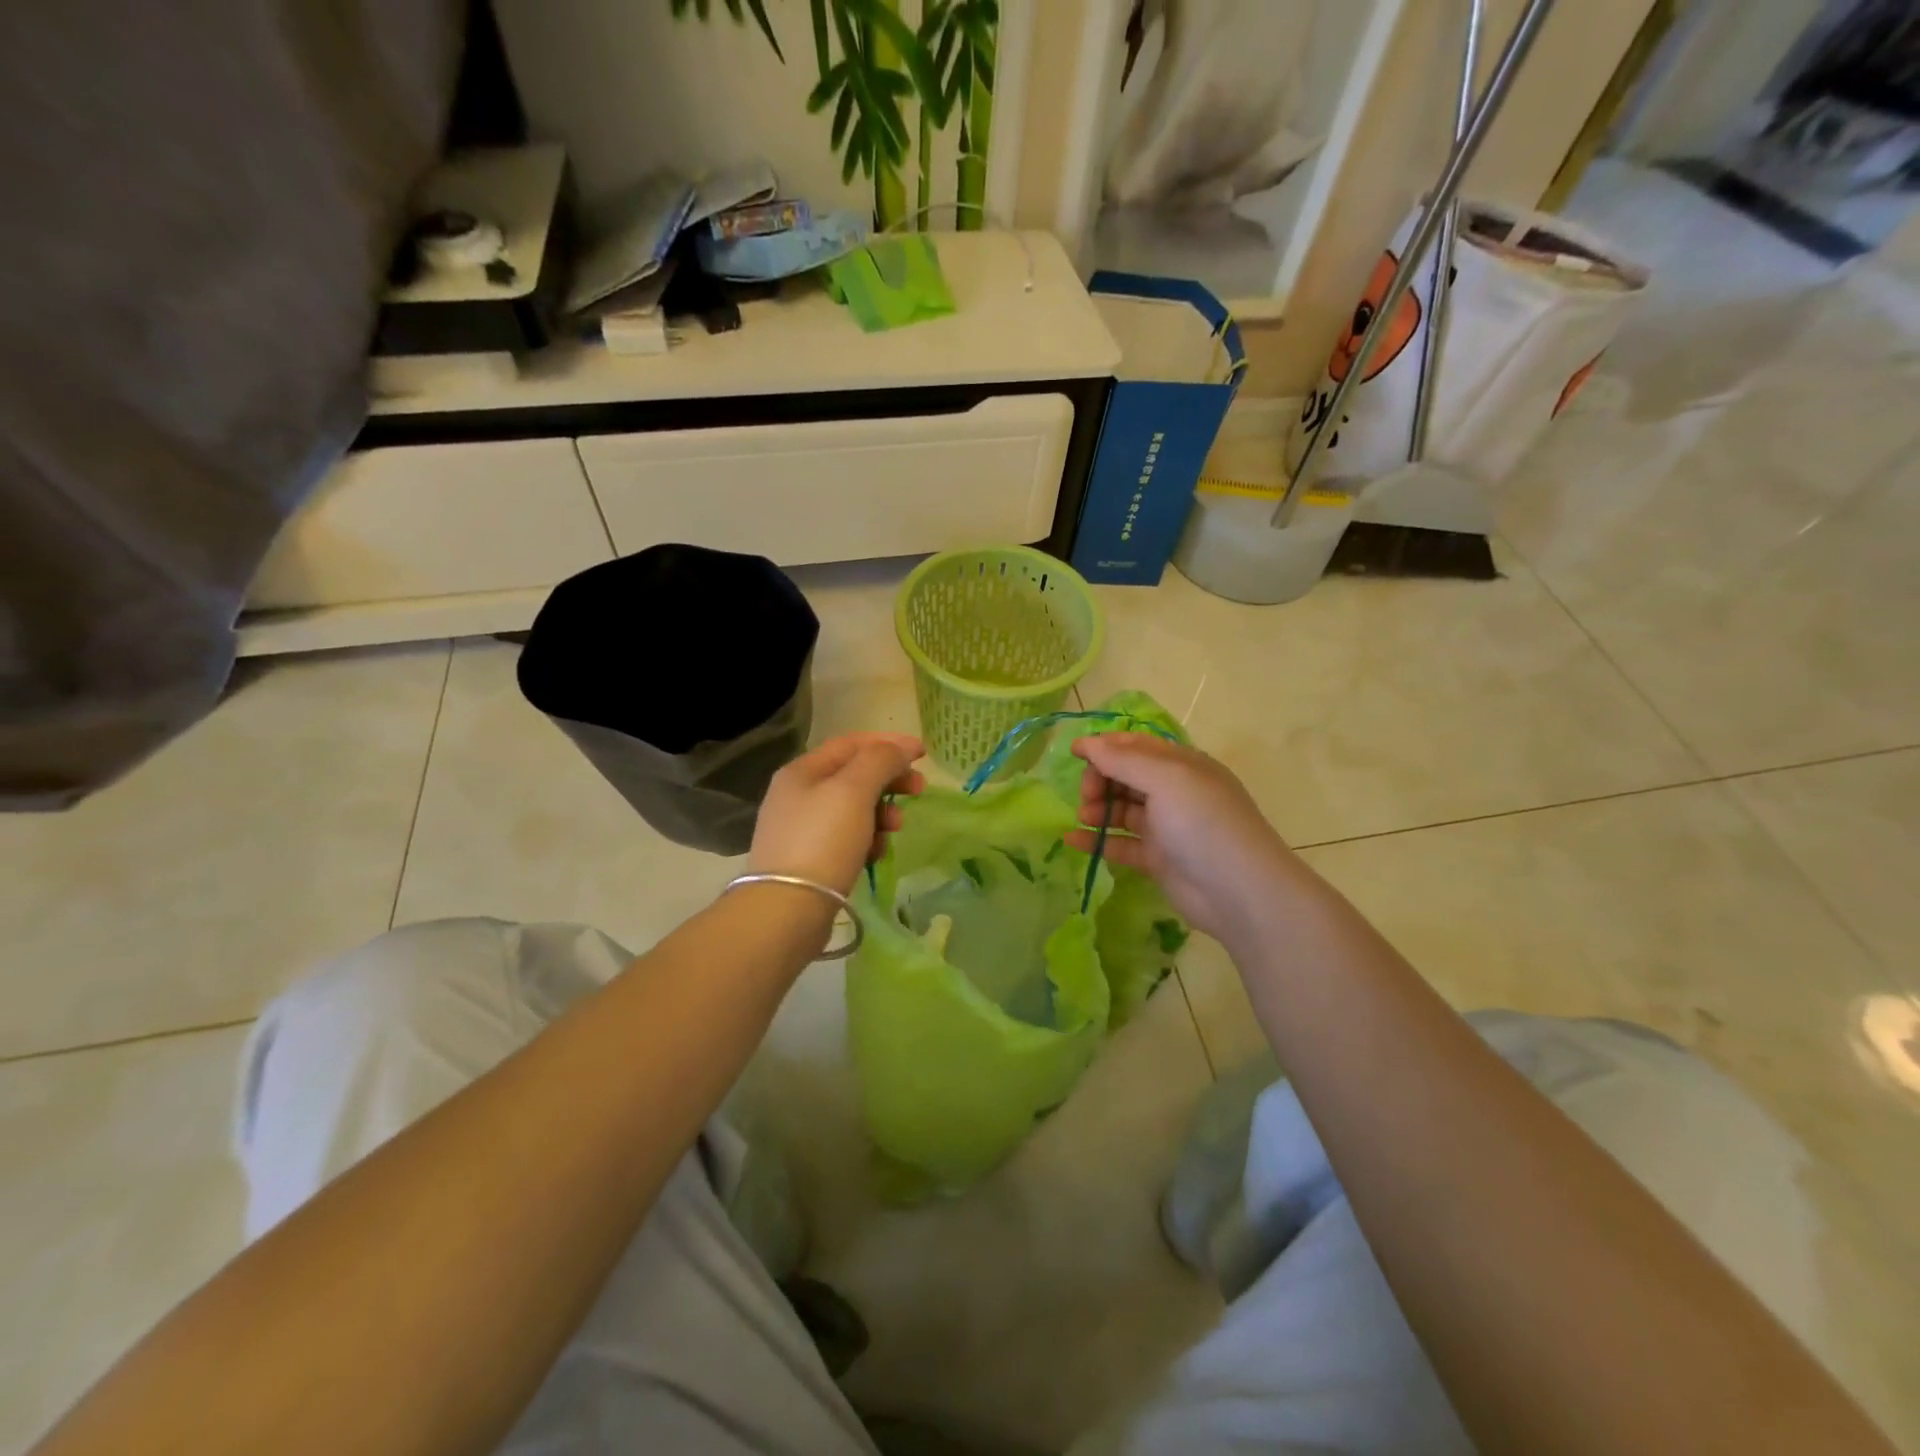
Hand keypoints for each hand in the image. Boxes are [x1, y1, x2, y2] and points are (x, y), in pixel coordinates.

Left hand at [749, 732, 924, 893]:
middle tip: (919, 791)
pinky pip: (846, 839)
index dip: (889, 743)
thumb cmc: (822, 841)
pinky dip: (867, 840)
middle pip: (853, 776)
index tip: (923, 754)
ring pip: (853, 809)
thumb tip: (902, 747)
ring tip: (895, 829)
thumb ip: (880, 761)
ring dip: (881, 813)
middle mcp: (797, 795)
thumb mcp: (854, 790)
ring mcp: (801, 829)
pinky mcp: (809, 860)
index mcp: (802, 771)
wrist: (787, 910)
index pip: (851, 744)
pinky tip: (875, 855)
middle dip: (889, 780)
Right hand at [1064, 733, 1300, 941]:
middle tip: (1086, 795)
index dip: (1105, 746)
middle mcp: (1174, 791)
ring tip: (1083, 818)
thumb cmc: (1202, 823)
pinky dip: (1098, 840)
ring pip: (1122, 809)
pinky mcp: (1158, 859)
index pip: (1136, 746)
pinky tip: (1073, 841)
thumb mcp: (1165, 780)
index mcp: (1181, 765)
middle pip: (1126, 776)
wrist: (1239, 891)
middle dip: (1100, 779)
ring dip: (1097, 809)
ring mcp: (1166, 826)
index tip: (1074, 754)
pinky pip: (1121, 843)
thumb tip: (1086, 742)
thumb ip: (1123, 760)